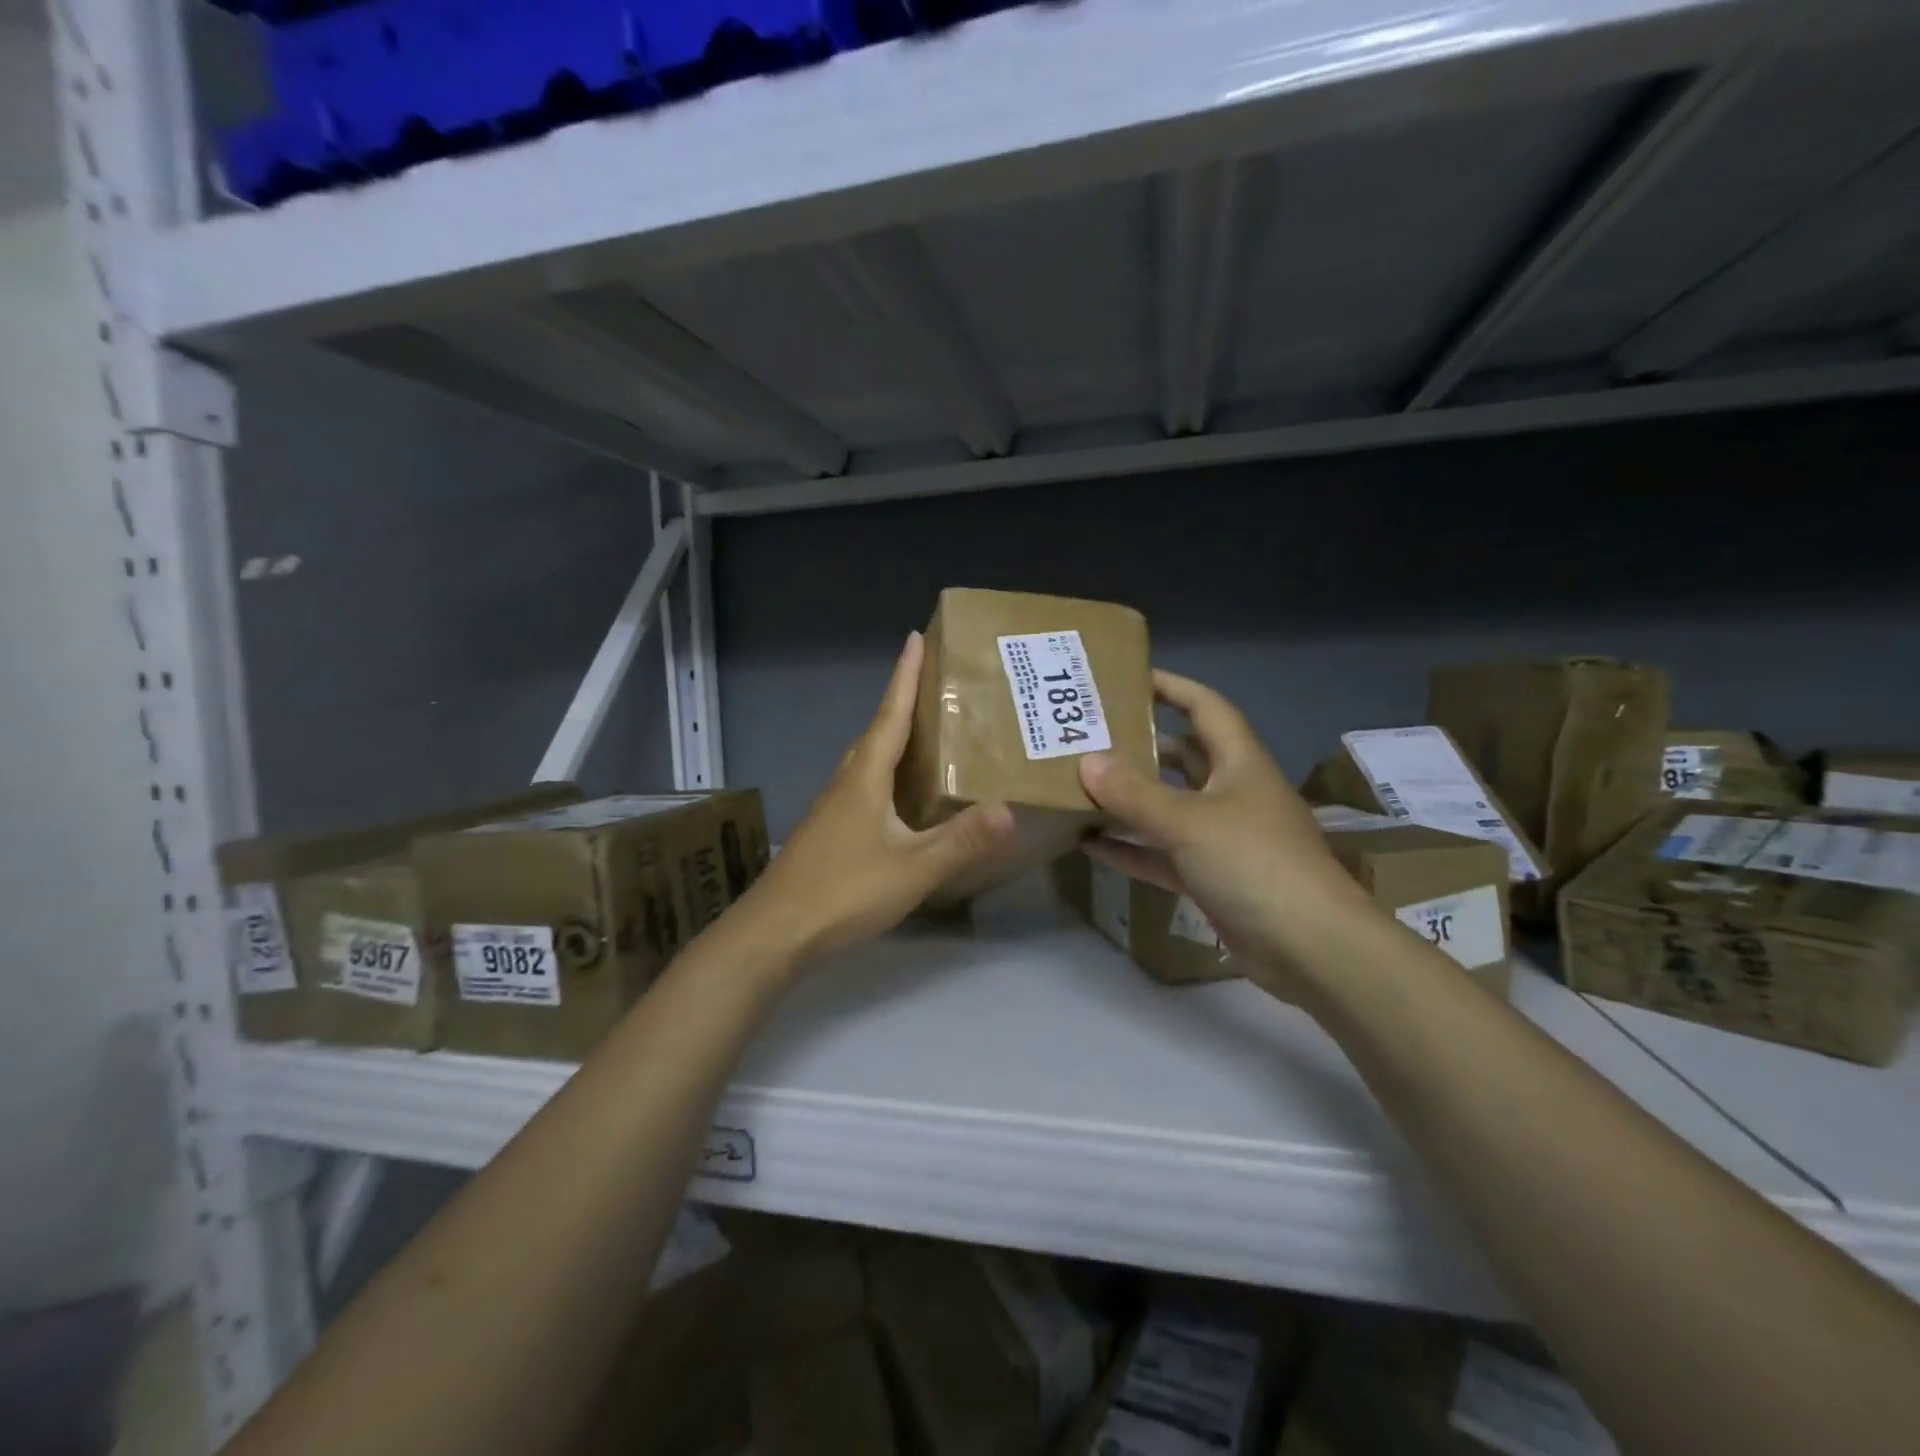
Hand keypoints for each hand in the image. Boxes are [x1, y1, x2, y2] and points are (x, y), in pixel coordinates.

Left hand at [737, 632, 1014, 964]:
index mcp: (864, 778)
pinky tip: (898, 800)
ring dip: (891, 741)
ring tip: (923, 738)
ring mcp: (831, 810)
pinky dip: (883, 776)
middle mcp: (845, 784)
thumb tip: (1008, 808)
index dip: (904, 677)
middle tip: (931, 688)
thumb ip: (960, 840)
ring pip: (865, 762)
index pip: (889, 715)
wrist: (775, 933)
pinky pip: (861, 788)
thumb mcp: (913, 868)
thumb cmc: (844, 892)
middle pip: (875, 733)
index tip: (914, 638)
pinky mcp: (827, 834)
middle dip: (900, 705)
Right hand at [1077, 670, 1378, 978]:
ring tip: (1081, 786)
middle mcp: (1232, 793)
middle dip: (1140, 745)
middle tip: (1090, 737)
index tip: (1127, 677)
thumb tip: (1086, 762)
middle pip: (1183, 757)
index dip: (1170, 687)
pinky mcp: (1213, 877)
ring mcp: (1223, 838)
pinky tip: (1091, 844)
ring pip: (1169, 807)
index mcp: (1239, 763)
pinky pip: (1164, 854)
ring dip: (1130, 800)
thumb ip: (1134, 793)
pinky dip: (1132, 848)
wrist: (1312, 948)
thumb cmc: (1255, 864)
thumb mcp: (1189, 822)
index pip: (1205, 707)